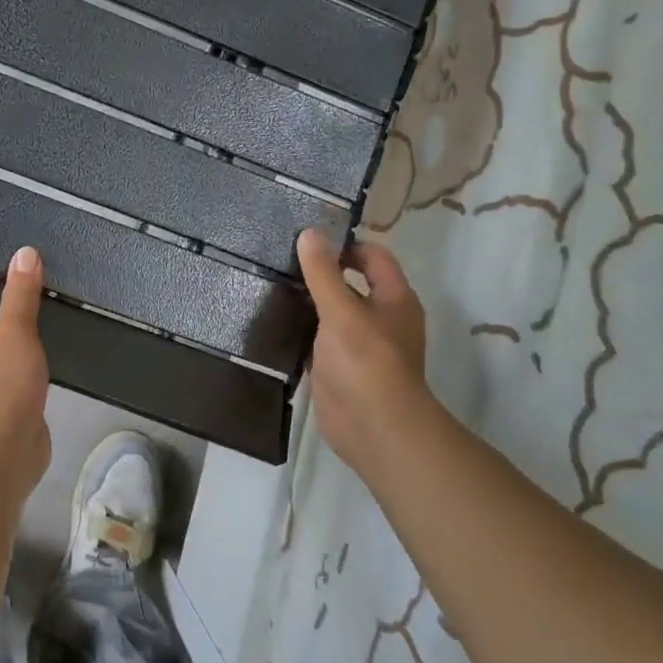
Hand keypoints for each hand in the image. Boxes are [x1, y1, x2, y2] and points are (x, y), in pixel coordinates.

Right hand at [296, 229, 436, 482]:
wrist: (373, 429)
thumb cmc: (366, 363)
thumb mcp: (342, 311)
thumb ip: (323, 274)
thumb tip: (309, 233)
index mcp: (394, 299)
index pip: (373, 256)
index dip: (345, 244)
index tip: (307, 239)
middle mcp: (379, 318)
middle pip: (349, 283)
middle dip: (319, 272)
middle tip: (279, 259)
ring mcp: (357, 345)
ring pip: (330, 313)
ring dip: (306, 302)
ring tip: (269, 283)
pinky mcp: (337, 367)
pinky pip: (316, 340)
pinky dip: (299, 330)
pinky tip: (271, 321)